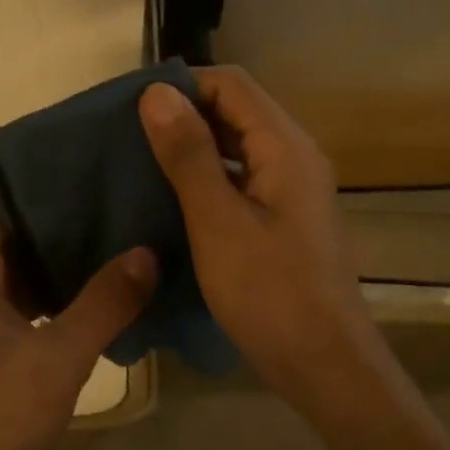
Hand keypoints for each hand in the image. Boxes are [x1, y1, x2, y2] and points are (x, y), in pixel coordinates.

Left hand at [0, 184, 157, 449]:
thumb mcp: (57, 360)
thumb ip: (103, 304)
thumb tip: (147, 251)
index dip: (22, 163)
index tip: (71, 141)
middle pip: (7, 219)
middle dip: (52, 195)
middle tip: (108, 172)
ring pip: (21, 256)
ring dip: (59, 237)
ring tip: (114, 211)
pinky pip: (30, 290)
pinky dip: (60, 276)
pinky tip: (104, 273)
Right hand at [140, 68, 388, 413]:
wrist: (322, 364)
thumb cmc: (269, 293)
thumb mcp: (218, 222)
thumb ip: (188, 155)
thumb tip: (156, 93)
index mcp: (285, 147)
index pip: (231, 84)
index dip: (182, 85)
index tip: (131, 109)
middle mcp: (293, 157)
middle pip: (235, 110)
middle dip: (182, 114)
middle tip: (126, 136)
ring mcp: (290, 189)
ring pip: (235, 145)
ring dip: (191, 146)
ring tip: (139, 163)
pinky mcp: (282, 218)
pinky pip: (239, 178)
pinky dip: (204, 177)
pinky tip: (170, 198)